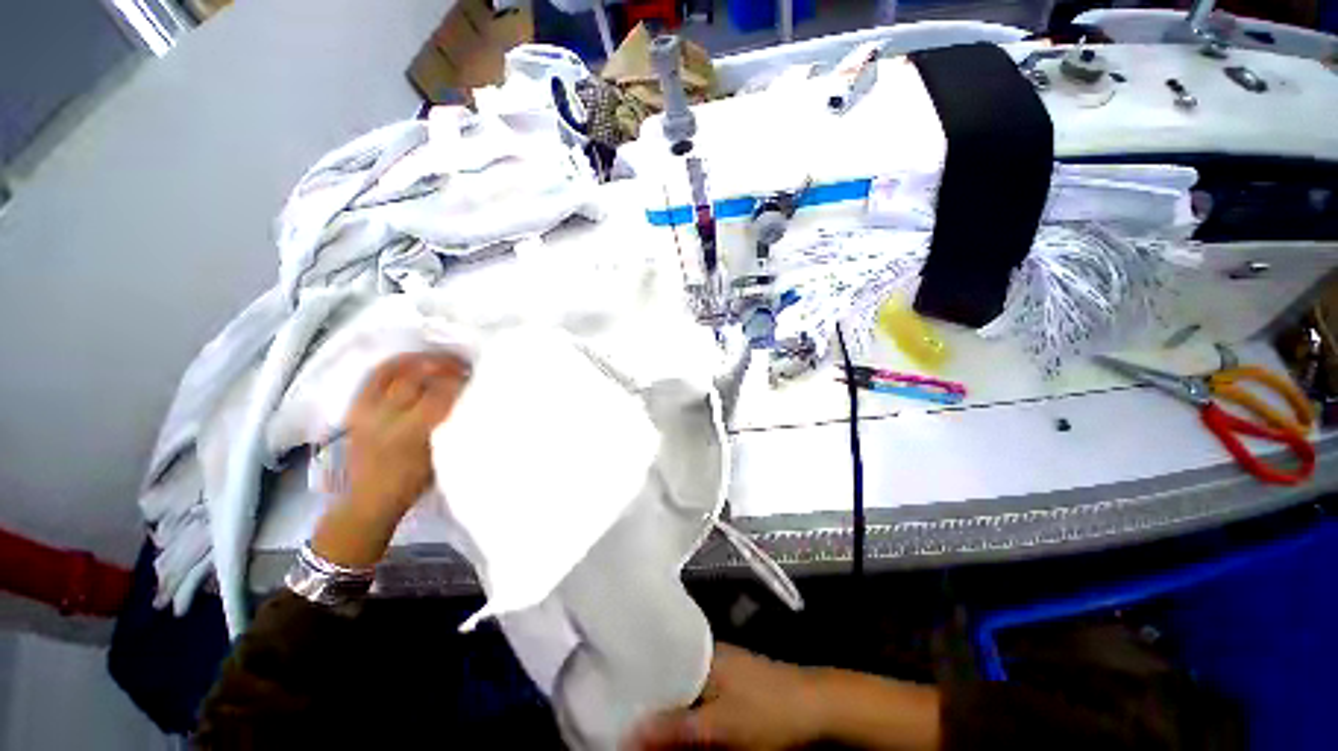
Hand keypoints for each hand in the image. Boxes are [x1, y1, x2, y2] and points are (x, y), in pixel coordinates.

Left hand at [311, 352, 468, 567]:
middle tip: (465, 367)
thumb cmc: (415, 482)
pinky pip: (375, 377)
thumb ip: (454, 426)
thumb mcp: (442, 456)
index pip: (440, 396)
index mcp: (412, 434)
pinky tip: (414, 361)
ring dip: (424, 363)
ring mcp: (368, 411)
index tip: (476, 379)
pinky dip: (396, 364)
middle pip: (418, 380)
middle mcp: (386, 418)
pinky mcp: (357, 408)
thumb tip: (471, 400)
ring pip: (397, 373)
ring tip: (443, 361)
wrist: (369, 498)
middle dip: (445, 369)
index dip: (460, 383)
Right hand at [627, 644, 827, 750]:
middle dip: (648, 707)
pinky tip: (677, 736)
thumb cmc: (767, 711)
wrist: (818, 709)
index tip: (612, 707)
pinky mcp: (732, 691)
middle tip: (623, 727)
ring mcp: (721, 674)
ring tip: (642, 735)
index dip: (634, 687)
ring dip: (666, 717)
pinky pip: (699, 703)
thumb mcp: (719, 725)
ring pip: (682, 695)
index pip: (656, 664)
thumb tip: (627, 733)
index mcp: (700, 655)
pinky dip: (686, 720)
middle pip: (667, 682)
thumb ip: (675, 728)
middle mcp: (706, 659)